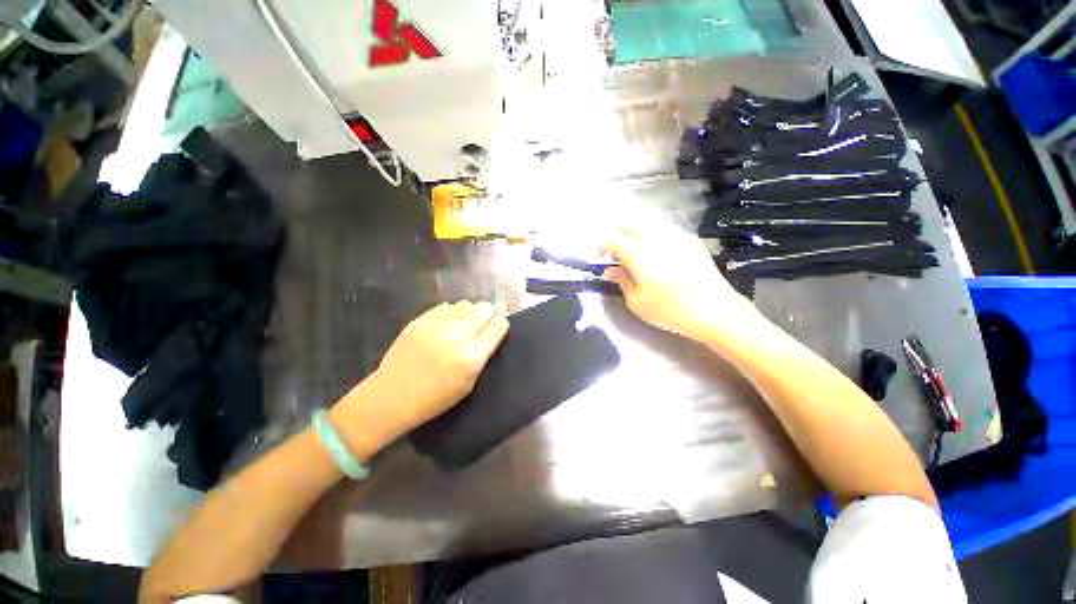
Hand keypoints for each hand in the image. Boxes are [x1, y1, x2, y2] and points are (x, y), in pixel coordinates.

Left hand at [374, 301, 508, 427]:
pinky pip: (446, 306)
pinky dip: (452, 312)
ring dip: (470, 312)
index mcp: (471, 357)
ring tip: (464, 323)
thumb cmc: (434, 398)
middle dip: (487, 315)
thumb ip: (482, 356)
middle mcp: (456, 336)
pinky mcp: (420, 320)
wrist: (391, 396)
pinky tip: (447, 323)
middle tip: (482, 324)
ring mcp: (436, 326)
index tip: (497, 328)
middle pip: (484, 309)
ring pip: (466, 304)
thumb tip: (490, 332)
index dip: (500, 325)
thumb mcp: (468, 384)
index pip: (497, 326)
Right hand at [602, 223, 758, 342]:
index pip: (611, 238)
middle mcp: (655, 237)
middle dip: (619, 238)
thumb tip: (612, 268)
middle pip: (629, 225)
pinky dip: (654, 238)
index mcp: (637, 252)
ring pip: (648, 225)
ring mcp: (675, 235)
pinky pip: (665, 231)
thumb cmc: (668, 309)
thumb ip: (621, 280)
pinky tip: (660, 256)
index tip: (600, 260)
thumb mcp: (636, 301)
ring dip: (636, 236)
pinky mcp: (690, 240)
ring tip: (639, 256)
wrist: (714, 310)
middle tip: (619, 257)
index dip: (601, 247)